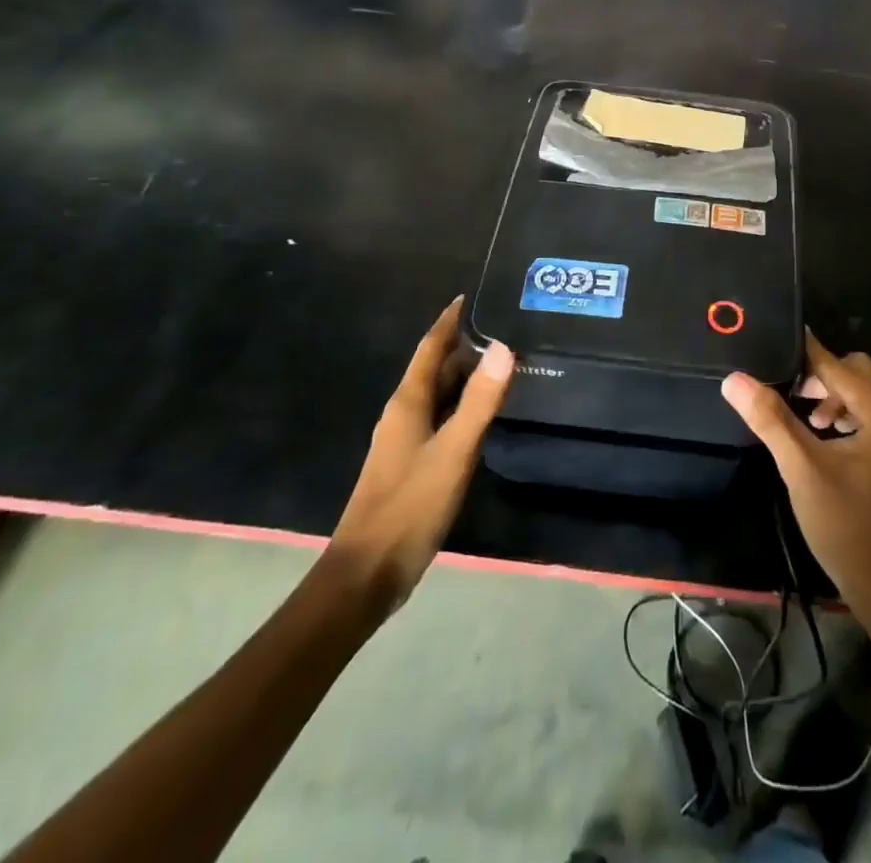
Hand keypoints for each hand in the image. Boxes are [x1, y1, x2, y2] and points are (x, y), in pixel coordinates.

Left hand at [320, 297, 512, 619]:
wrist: (366, 574)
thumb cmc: (409, 507)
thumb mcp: (453, 452)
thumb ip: (479, 401)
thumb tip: (504, 347)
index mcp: (408, 403)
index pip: (429, 348)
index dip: (448, 321)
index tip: (470, 296)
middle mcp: (403, 414)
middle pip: (434, 369)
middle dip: (463, 346)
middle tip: (503, 326)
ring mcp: (404, 441)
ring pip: (437, 394)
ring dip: (464, 376)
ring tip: (500, 362)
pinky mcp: (411, 464)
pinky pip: (439, 418)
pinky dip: (461, 405)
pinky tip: (482, 413)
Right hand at [722, 333, 870, 627]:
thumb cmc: (849, 527)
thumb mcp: (803, 470)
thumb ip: (770, 419)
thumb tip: (734, 379)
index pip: (837, 364)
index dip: (802, 353)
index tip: (768, 342)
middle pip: (856, 371)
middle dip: (819, 375)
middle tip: (784, 389)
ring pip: (865, 392)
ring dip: (833, 395)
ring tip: (803, 417)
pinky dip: (847, 413)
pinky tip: (824, 437)